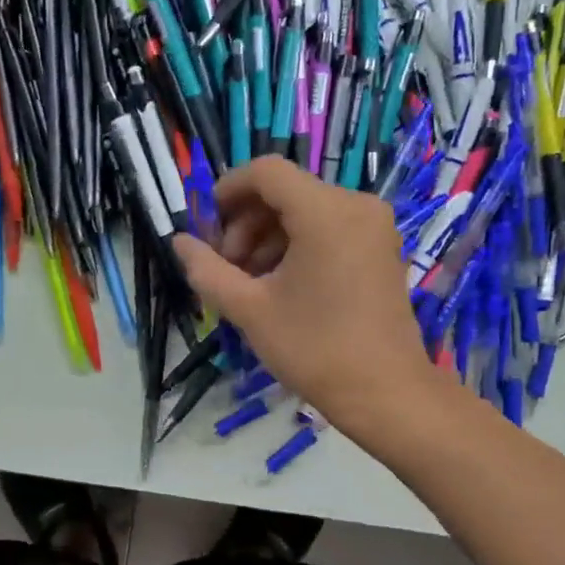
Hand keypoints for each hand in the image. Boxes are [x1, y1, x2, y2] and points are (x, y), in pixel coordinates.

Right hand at [172, 157, 443, 439]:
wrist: (385, 392)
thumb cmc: (315, 348)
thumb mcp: (250, 310)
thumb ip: (207, 270)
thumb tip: (179, 242)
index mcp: (325, 212)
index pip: (266, 172)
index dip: (228, 190)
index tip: (206, 227)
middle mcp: (355, 205)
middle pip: (285, 191)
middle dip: (246, 222)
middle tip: (227, 267)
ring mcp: (373, 226)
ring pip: (305, 209)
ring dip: (268, 236)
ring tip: (249, 282)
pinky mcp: (380, 247)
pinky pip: (328, 227)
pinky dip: (297, 244)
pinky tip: (280, 284)